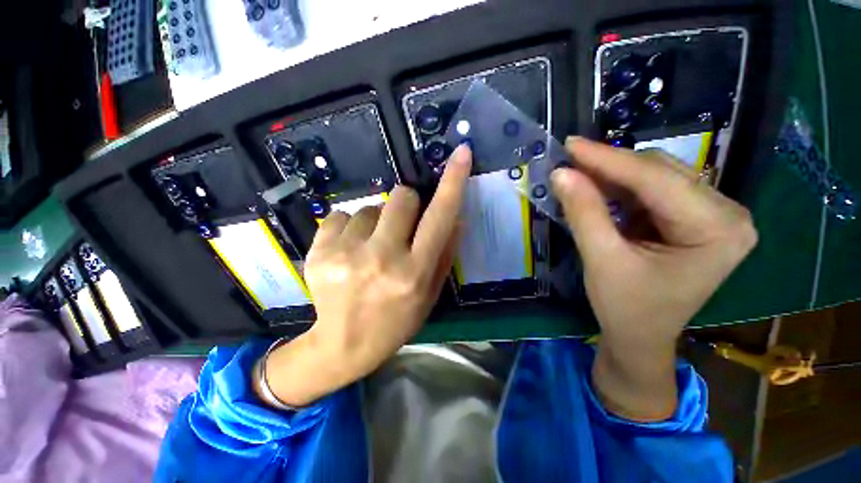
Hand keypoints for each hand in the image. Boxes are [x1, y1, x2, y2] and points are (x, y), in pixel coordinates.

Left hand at [260, 146, 471, 406]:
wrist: (343, 345)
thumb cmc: (395, 320)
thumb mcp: (429, 294)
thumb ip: (444, 253)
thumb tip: (455, 214)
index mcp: (414, 272)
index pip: (440, 217)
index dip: (453, 182)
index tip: (462, 153)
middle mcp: (383, 258)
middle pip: (401, 197)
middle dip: (406, 204)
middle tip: (399, 227)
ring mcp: (347, 254)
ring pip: (369, 208)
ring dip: (375, 223)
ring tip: (369, 250)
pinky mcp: (319, 252)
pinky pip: (340, 216)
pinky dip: (348, 229)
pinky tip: (347, 252)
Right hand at [551, 137, 756, 419]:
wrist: (639, 337)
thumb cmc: (626, 308)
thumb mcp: (602, 260)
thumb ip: (583, 213)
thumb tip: (561, 173)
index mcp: (718, 229)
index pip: (656, 179)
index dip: (607, 159)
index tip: (570, 145)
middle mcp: (725, 214)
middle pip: (659, 173)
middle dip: (609, 167)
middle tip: (568, 163)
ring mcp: (710, 215)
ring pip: (654, 178)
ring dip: (611, 177)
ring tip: (576, 176)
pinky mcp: (691, 220)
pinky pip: (651, 192)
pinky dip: (619, 190)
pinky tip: (595, 191)